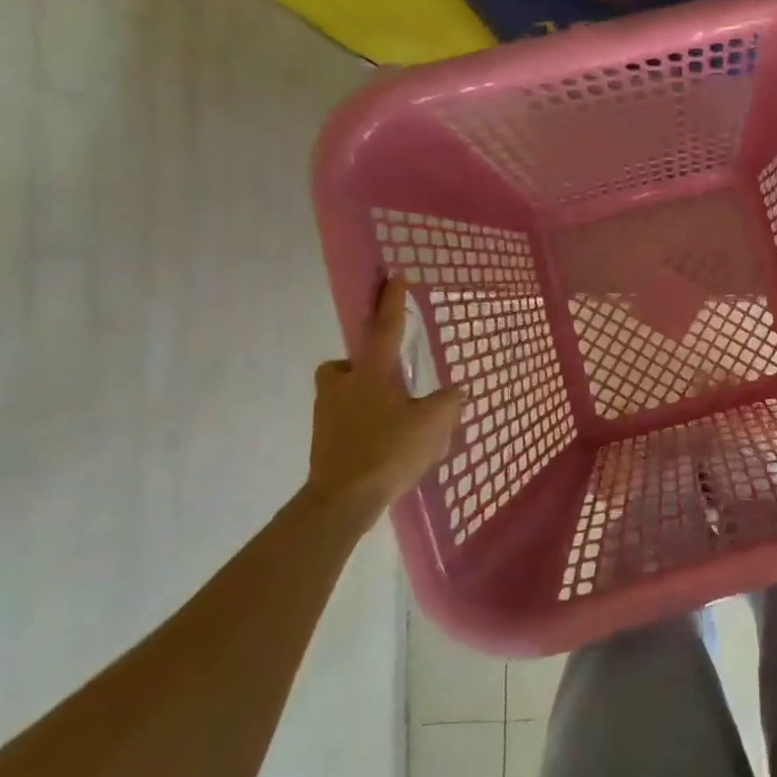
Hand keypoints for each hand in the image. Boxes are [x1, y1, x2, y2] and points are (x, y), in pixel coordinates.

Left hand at [306, 278, 463, 522]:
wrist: (343, 499)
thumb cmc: (390, 449)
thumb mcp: (435, 422)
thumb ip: (449, 401)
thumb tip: (453, 391)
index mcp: (372, 373)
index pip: (385, 328)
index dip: (391, 302)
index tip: (393, 276)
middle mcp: (343, 386)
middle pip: (346, 363)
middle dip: (363, 366)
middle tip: (390, 380)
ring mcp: (327, 415)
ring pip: (344, 393)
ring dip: (365, 398)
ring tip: (394, 420)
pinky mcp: (324, 442)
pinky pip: (346, 421)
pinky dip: (363, 426)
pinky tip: (385, 446)